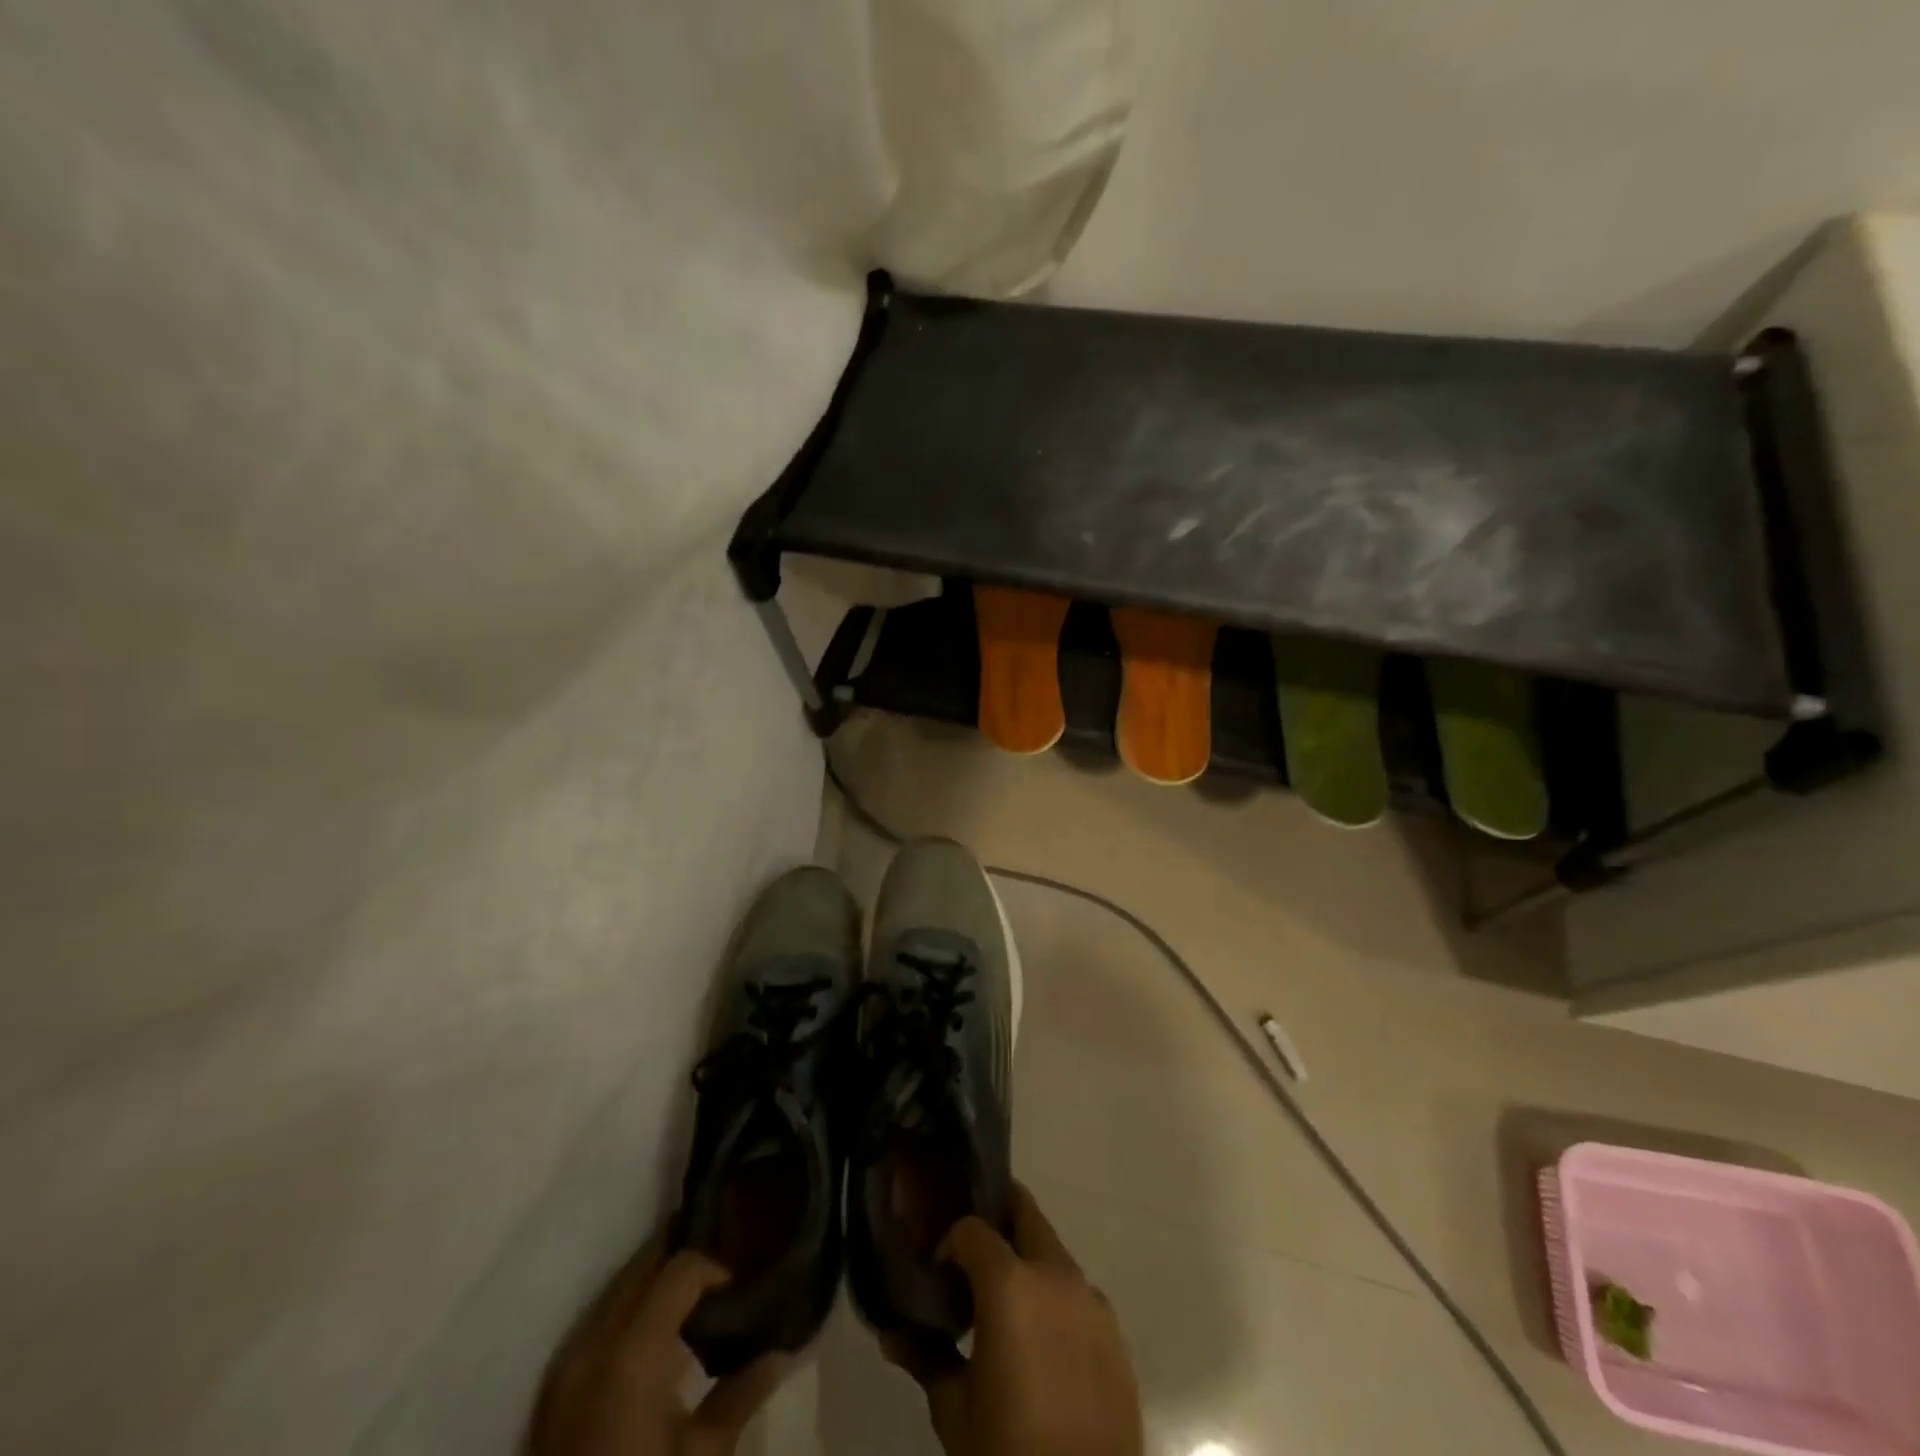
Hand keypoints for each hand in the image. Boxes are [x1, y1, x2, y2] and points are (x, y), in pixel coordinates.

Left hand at [532, 1243, 789, 1455]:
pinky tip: (655, 1339)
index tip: (737, 1287)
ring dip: (654, 1283)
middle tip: (718, 1275)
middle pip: (643, 1267)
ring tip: (691, 1303)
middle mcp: (592, 1344)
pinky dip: (629, 1312)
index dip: (715, 1267)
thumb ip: (742, 1394)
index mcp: (632, 1355)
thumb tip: (781, 1353)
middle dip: (681, 1260)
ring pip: (617, 1289)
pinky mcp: (553, 1389)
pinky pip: (597, 1321)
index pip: (681, 1269)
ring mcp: (565, 1366)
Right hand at [886, 1185, 1142, 1455]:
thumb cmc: (1009, 1451)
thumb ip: (925, 1358)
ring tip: (1005, 1306)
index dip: (949, 1244)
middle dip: (997, 1220)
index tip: (937, 1274)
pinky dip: (1054, 1297)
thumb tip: (892, 1334)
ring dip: (1027, 1261)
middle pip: (1024, 1214)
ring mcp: (1091, 1299)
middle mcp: (1054, 1274)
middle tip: (973, 1254)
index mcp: (1010, 1283)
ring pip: (1052, 1253)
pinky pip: (1076, 1292)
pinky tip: (1041, 1341)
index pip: (971, 1229)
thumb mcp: (955, 1411)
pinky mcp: (1115, 1330)